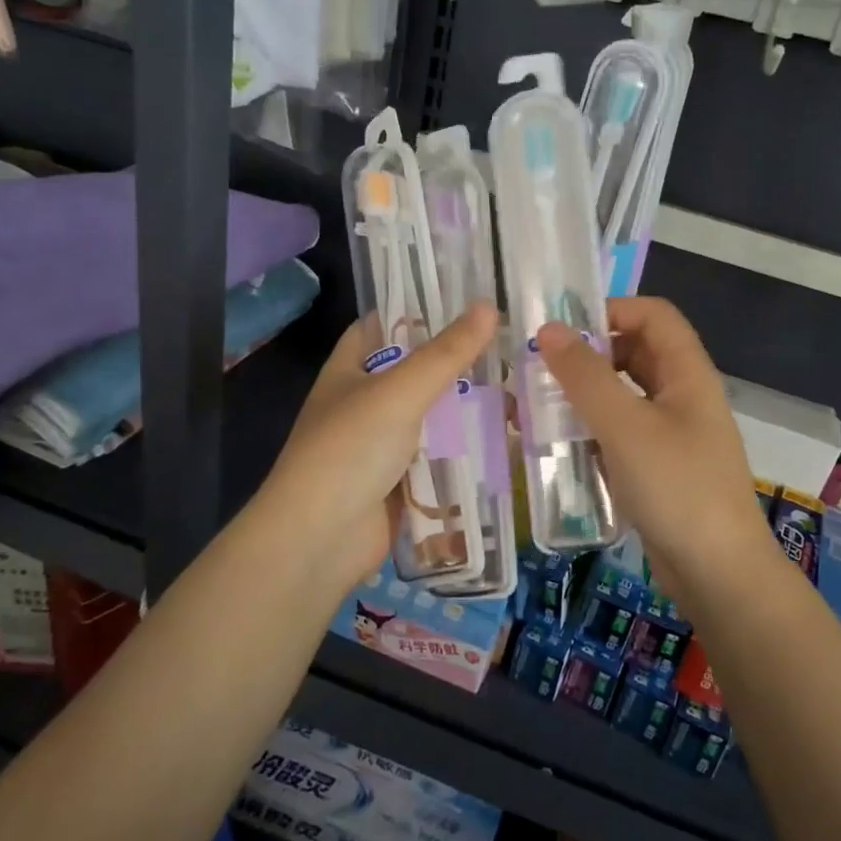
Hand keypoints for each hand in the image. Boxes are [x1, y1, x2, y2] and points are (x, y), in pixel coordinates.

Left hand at [249, 304, 498, 588]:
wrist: (319, 540)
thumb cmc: (349, 450)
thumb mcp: (399, 392)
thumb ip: (446, 353)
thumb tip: (490, 307)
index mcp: (349, 370)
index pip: (382, 326)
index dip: (417, 310)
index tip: (466, 300)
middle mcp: (364, 402)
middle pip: (416, 372)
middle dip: (458, 363)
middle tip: (511, 348)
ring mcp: (382, 444)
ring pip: (432, 416)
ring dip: (467, 409)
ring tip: (521, 391)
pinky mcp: (401, 480)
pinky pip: (439, 456)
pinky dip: (466, 449)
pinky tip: (507, 439)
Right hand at [536, 297, 775, 592]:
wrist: (718, 573)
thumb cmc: (676, 487)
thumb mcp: (625, 426)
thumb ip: (585, 376)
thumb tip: (548, 330)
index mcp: (687, 372)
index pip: (653, 314)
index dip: (612, 310)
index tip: (564, 331)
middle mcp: (683, 395)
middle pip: (636, 353)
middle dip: (589, 355)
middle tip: (542, 370)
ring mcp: (673, 433)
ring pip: (625, 395)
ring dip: (586, 395)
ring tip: (539, 407)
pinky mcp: (659, 467)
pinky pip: (622, 432)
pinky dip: (593, 430)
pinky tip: (560, 446)